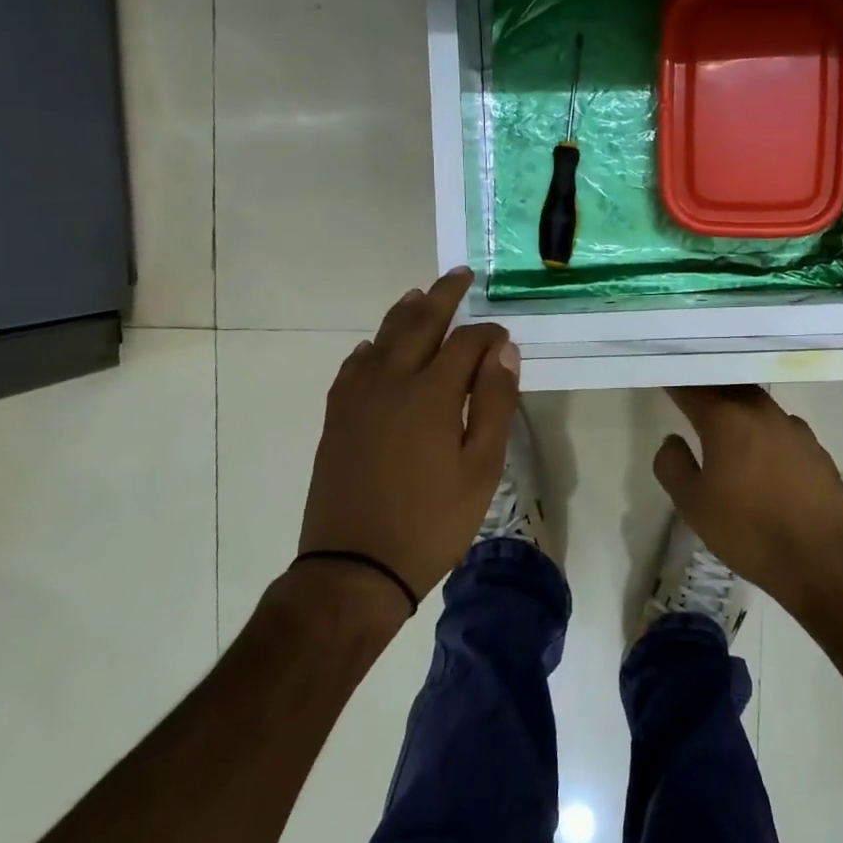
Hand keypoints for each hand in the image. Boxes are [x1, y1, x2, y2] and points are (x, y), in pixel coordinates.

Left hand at [300, 270, 519, 605]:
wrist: (354, 567)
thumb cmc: (431, 521)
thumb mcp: (481, 468)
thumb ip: (494, 404)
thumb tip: (503, 351)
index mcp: (432, 393)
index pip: (466, 343)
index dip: (489, 333)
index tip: (505, 335)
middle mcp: (391, 382)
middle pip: (419, 324)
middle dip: (443, 297)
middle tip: (459, 275)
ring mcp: (358, 399)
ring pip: (381, 339)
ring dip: (403, 313)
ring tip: (419, 295)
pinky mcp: (338, 419)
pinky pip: (352, 368)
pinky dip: (369, 349)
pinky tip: (372, 348)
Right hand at [651, 385, 842, 610]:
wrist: (823, 558)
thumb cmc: (749, 530)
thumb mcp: (693, 505)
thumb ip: (673, 465)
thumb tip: (673, 440)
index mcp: (726, 419)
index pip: (692, 388)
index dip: (675, 382)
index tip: (663, 378)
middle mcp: (762, 412)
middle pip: (729, 387)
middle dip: (708, 387)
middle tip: (690, 394)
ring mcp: (794, 428)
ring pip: (758, 404)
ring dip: (738, 407)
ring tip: (724, 423)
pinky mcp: (816, 449)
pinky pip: (781, 428)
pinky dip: (763, 431)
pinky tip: (762, 454)